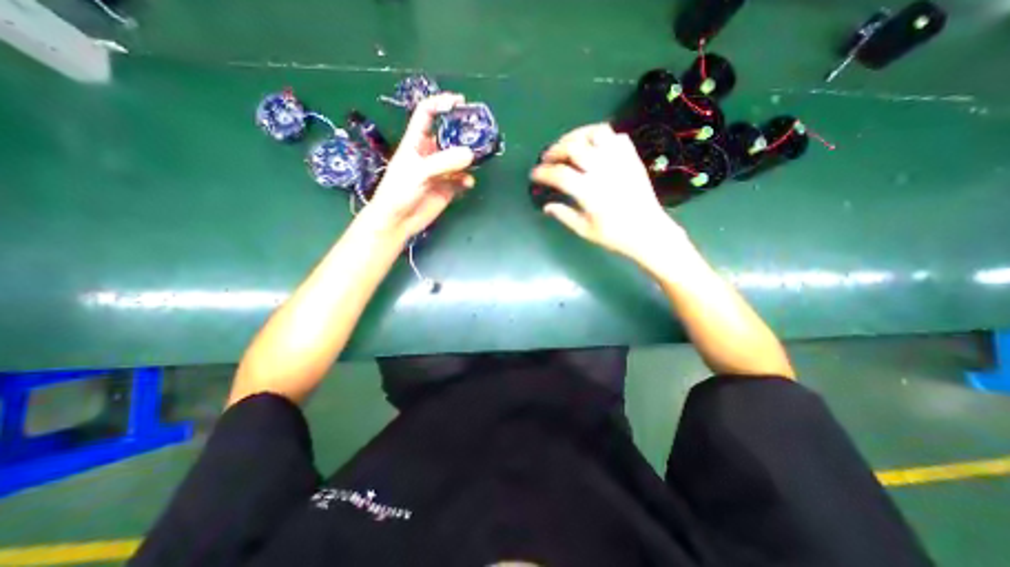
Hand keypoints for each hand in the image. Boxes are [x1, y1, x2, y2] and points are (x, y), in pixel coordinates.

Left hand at [362, 90, 475, 241]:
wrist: (398, 221)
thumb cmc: (399, 191)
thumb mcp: (419, 172)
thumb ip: (444, 162)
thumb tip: (470, 154)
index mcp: (416, 142)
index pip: (427, 114)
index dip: (441, 103)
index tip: (460, 101)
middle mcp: (430, 154)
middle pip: (449, 136)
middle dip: (463, 133)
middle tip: (479, 134)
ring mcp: (440, 172)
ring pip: (458, 159)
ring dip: (469, 159)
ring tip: (479, 160)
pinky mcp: (447, 188)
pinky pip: (461, 179)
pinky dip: (467, 179)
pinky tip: (468, 184)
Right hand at [530, 123, 685, 260]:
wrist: (648, 232)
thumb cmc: (614, 235)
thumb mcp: (584, 230)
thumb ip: (564, 215)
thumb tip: (547, 206)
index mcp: (589, 191)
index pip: (559, 175)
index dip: (542, 173)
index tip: (534, 175)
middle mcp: (603, 170)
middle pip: (574, 147)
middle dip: (555, 150)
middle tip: (547, 158)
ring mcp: (619, 160)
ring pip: (595, 133)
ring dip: (576, 136)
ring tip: (568, 145)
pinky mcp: (631, 157)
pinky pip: (615, 136)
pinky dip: (600, 136)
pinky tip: (592, 146)